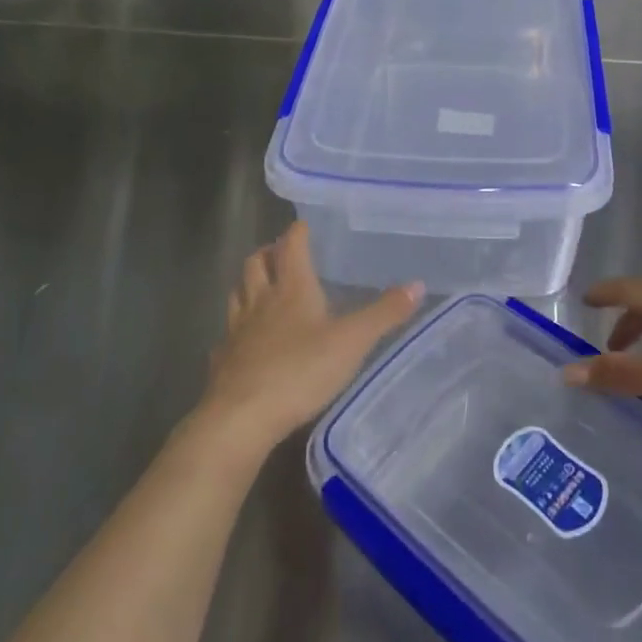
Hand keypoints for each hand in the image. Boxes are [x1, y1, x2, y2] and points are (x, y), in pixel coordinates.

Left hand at [200, 222, 421, 455]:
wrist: (242, 417)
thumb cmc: (301, 370)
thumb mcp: (353, 341)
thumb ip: (384, 313)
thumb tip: (418, 285)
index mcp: (291, 289)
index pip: (291, 246)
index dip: (297, 232)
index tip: (303, 224)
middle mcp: (260, 301)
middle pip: (255, 264)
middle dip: (267, 253)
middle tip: (280, 253)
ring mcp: (237, 331)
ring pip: (237, 294)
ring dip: (248, 285)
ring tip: (261, 288)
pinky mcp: (223, 361)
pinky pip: (228, 335)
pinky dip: (236, 329)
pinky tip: (244, 341)